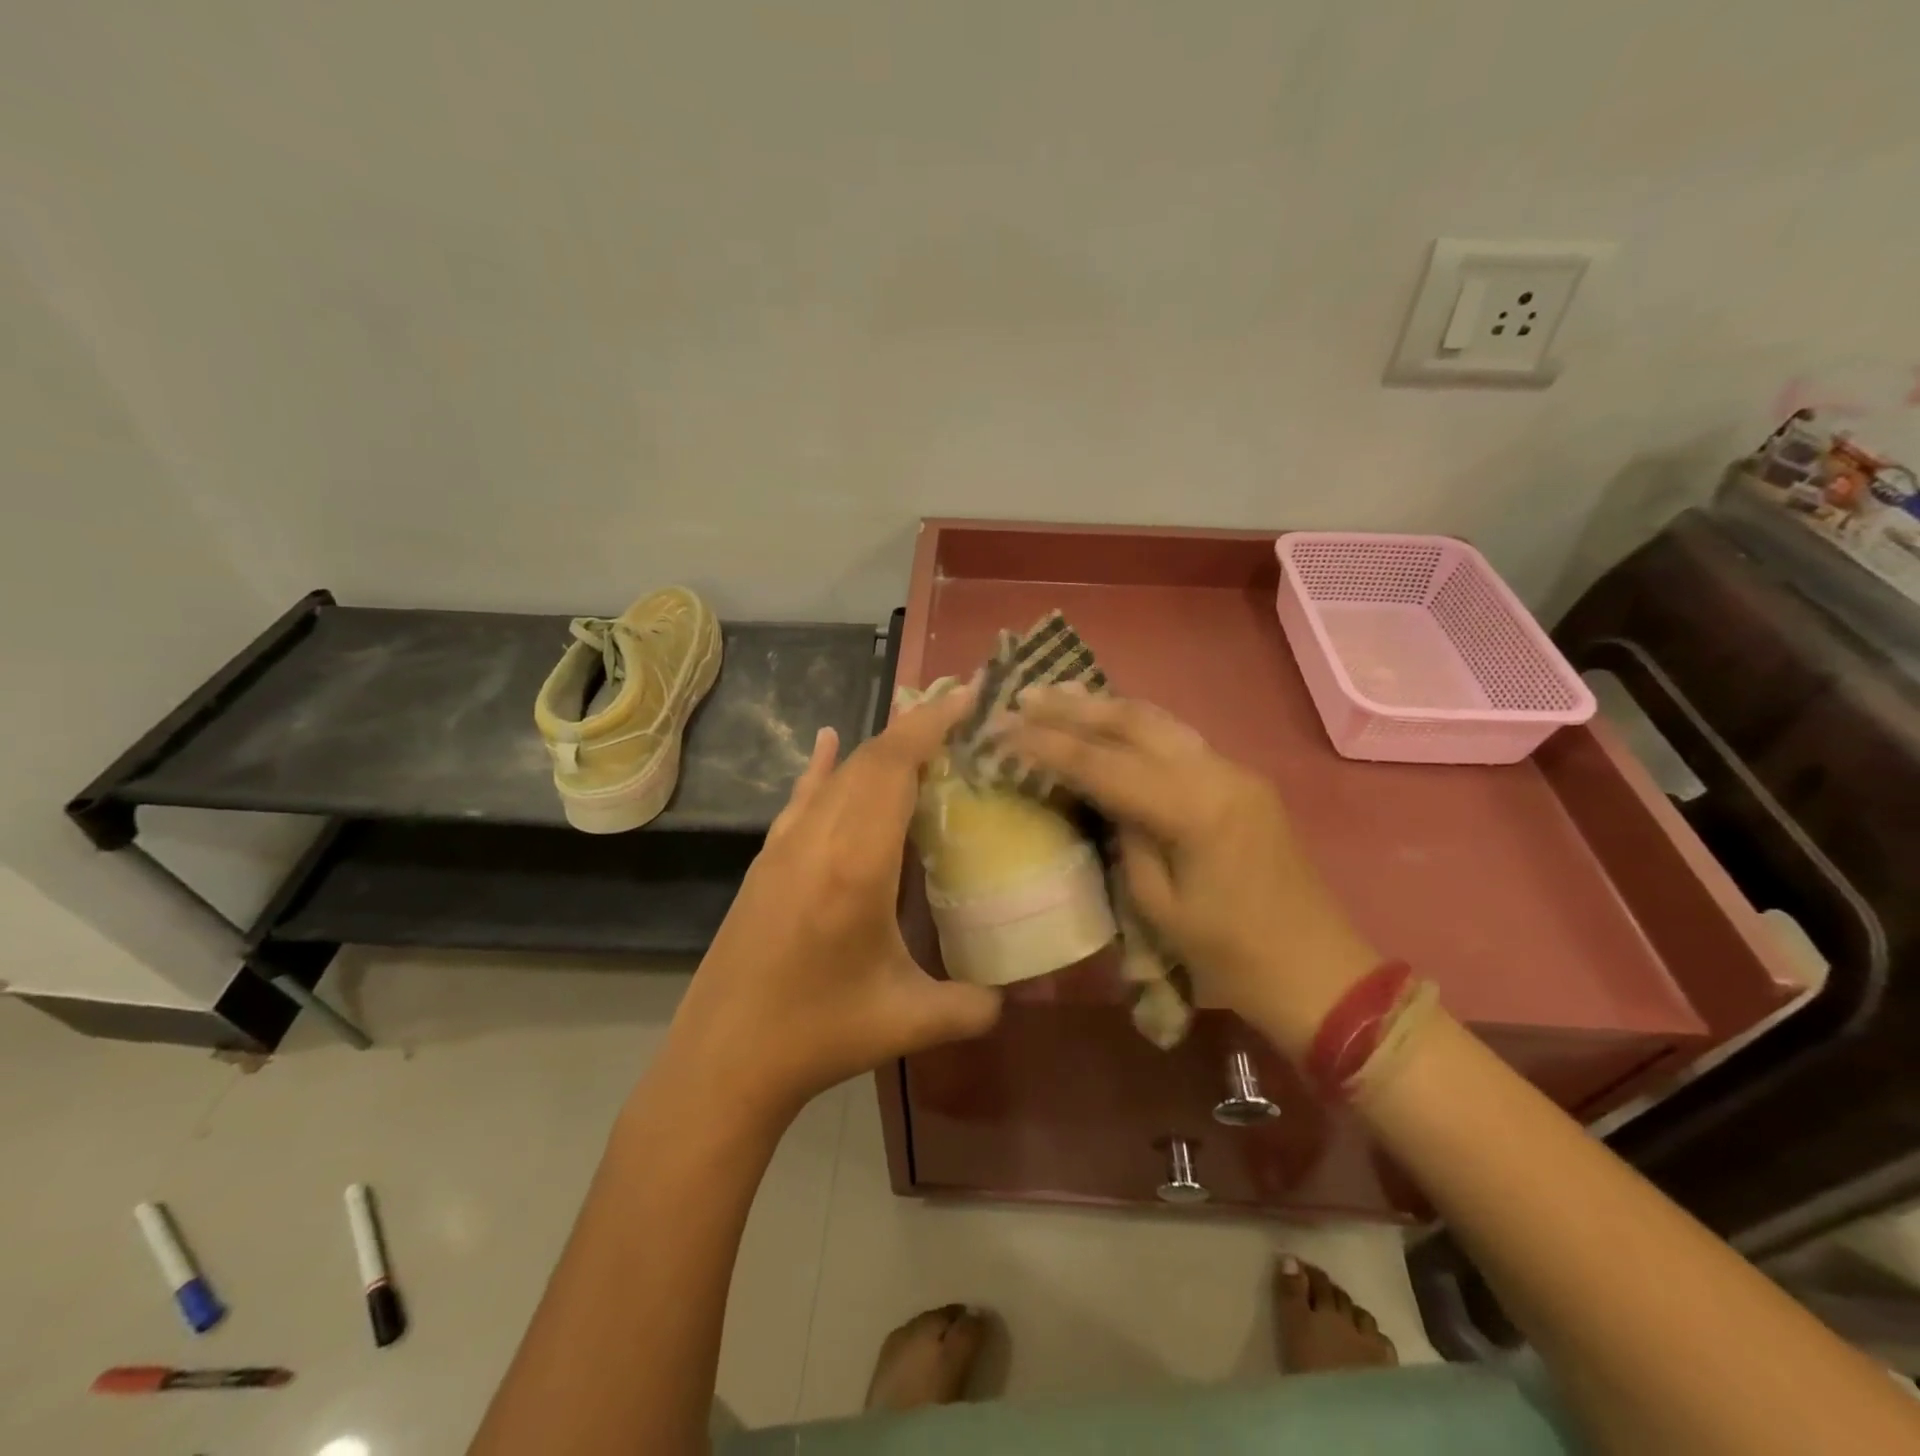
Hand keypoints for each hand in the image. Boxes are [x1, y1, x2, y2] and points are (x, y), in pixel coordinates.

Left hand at [661, 689, 1002, 1121]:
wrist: (722, 1059)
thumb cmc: (818, 1034)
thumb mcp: (909, 1021)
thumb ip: (973, 1005)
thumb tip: (1014, 995)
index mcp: (857, 865)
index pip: (895, 768)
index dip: (931, 725)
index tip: (965, 696)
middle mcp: (818, 839)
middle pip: (869, 760)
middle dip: (915, 726)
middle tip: (959, 712)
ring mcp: (785, 846)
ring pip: (837, 774)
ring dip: (879, 747)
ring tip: (919, 731)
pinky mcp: (766, 861)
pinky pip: (803, 797)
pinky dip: (824, 765)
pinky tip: (828, 742)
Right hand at [1002, 688, 1375, 1056]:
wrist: (1319, 972)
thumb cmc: (1231, 956)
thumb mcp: (1159, 907)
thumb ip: (1126, 839)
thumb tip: (1103, 798)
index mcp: (1194, 809)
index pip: (1105, 764)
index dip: (1050, 746)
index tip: (1005, 728)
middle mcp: (1217, 773)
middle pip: (1135, 722)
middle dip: (1075, 707)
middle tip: (1026, 696)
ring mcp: (1235, 772)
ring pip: (1160, 721)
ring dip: (1106, 707)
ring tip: (1060, 694)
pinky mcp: (1242, 782)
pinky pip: (1179, 740)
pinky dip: (1135, 727)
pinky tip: (1108, 723)